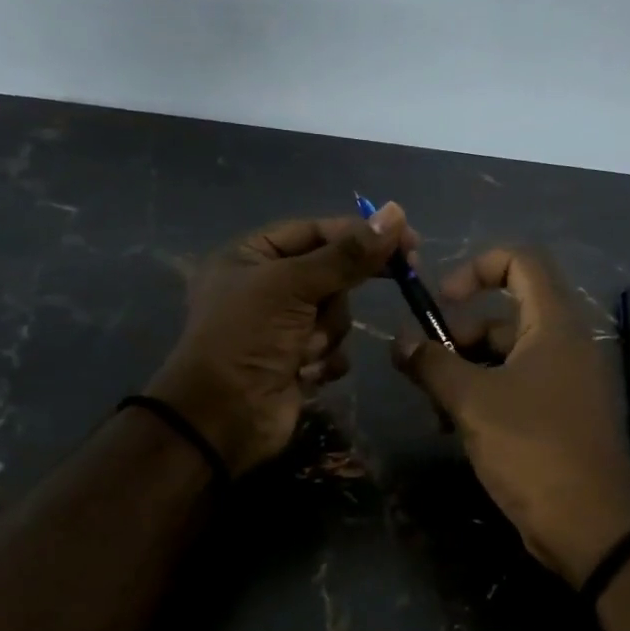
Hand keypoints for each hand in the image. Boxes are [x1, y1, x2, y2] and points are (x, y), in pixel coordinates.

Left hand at [148, 204, 417, 474]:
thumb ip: (347, 254)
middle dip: (338, 293)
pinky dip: (325, 360)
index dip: (359, 233)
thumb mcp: (293, 285)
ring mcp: (282, 327)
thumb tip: (395, 213)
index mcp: (250, 256)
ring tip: (302, 350)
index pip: (315, 232)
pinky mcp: (297, 361)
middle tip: (404, 275)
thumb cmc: (247, 337)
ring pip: (336, 314)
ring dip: (326, 333)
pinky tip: (305, 373)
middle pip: (331, 273)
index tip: (406, 239)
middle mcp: (266, 287)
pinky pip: (333, 349)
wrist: (223, 417)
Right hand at [393, 246, 629, 586]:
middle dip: (459, 337)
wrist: (591, 523)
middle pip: (504, 315)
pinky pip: (517, 388)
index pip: (521, 261)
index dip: (476, 268)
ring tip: (435, 409)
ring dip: (465, 374)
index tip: (441, 302)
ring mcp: (565, 382)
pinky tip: (455, 430)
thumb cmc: (532, 447)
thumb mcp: (472, 401)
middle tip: (426, 371)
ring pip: (505, 357)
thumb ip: (432, 364)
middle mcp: (565, 343)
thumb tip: (400, 343)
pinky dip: (485, 398)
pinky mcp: (560, 416)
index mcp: (554, 323)